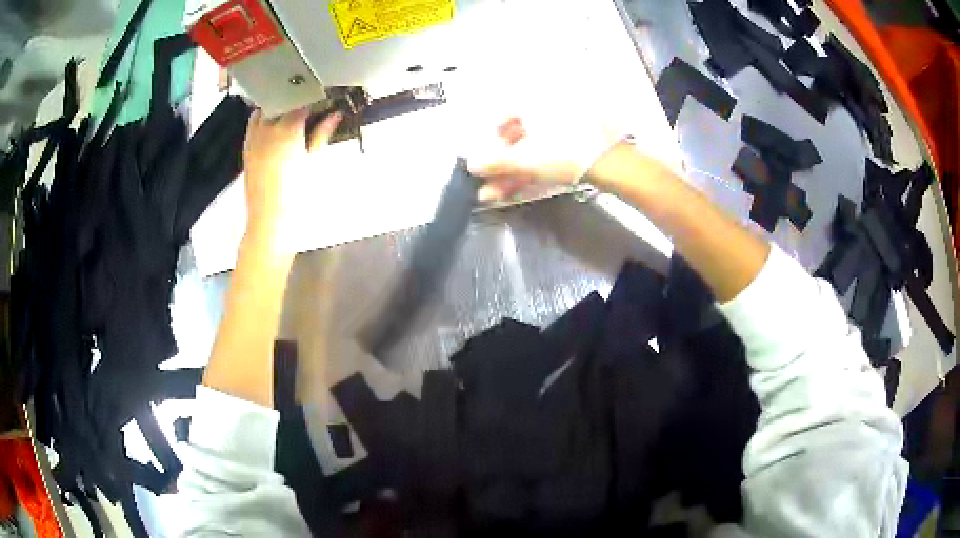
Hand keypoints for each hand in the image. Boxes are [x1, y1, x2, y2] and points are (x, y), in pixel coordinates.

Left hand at [242, 108, 341, 239]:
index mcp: (287, 130)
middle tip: (309, 104)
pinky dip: (264, 121)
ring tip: (290, 114)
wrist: (270, 222)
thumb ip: (322, 134)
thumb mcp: (313, 162)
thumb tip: (334, 115)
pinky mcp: (246, 151)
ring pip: (262, 111)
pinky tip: (275, 129)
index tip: (324, 98)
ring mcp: (253, 139)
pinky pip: (253, 126)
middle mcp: (266, 129)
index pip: (301, 101)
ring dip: (276, 108)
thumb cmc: (297, 195)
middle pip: (279, 101)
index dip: (314, 97)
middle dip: (294, 100)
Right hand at [466, 117, 625, 200]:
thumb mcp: (523, 158)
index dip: (490, 141)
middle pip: (515, 137)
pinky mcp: (575, 143)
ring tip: (497, 194)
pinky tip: (517, 188)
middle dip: (500, 164)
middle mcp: (546, 110)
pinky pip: (546, 154)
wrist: (610, 164)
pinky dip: (531, 170)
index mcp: (531, 103)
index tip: (486, 160)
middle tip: (489, 184)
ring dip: (512, 172)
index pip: (501, 117)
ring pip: (530, 149)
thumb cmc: (562, 153)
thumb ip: (494, 162)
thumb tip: (471, 164)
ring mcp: (562, 127)